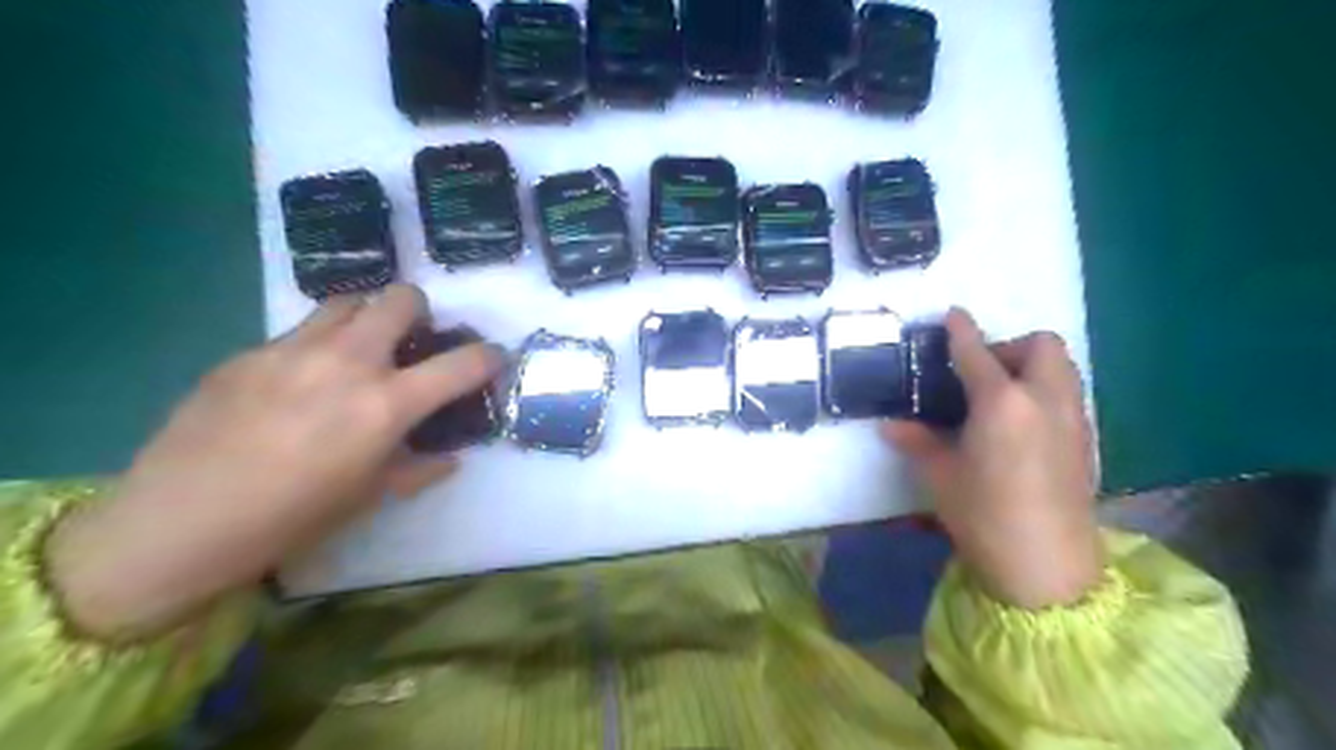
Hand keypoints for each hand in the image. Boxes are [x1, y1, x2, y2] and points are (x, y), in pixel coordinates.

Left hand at [47, 284, 499, 636]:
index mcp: (386, 405)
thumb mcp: (371, 496)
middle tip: (413, 342)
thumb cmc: (292, 519)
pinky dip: (318, 344)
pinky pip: (298, 331)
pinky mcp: (248, 352)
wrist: (177, 524)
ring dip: (367, 318)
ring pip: (347, 302)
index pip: (461, 364)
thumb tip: (448, 457)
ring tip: (359, 351)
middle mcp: (347, 362)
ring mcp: (292, 350)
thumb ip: (419, 468)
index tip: (493, 358)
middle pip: (400, 299)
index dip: (489, 357)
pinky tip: (300, 382)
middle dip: (420, 312)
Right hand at [885, 310, 1095, 608]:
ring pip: (1061, 367)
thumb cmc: (984, 515)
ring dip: (1031, 366)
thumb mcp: (940, 476)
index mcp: (1002, 403)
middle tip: (980, 374)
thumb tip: (890, 425)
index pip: (977, 352)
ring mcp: (1072, 418)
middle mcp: (1043, 399)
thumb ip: (917, 441)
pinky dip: (1044, 391)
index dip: (962, 330)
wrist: (1047, 565)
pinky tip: (1020, 426)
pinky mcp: (1086, 440)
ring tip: (1000, 397)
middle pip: (1041, 344)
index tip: (952, 315)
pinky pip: (1067, 394)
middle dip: (1010, 346)